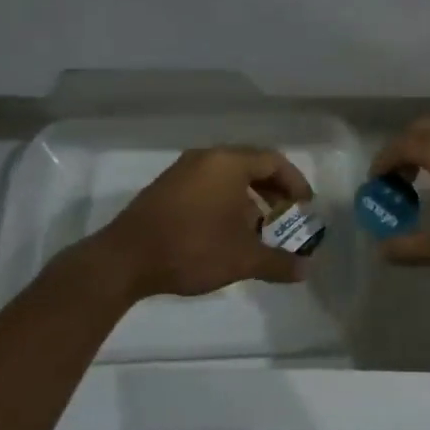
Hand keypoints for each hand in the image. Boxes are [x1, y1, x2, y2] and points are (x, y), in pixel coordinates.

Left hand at [91, 147, 313, 300]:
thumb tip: (305, 271)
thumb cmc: (192, 248)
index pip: (273, 161)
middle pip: (251, 165)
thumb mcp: (242, 258)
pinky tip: (225, 231)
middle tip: (286, 216)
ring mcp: (182, 171)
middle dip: (273, 190)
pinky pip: (207, 184)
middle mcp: (206, 158)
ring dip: (249, 197)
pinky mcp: (165, 187)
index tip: (305, 206)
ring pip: (227, 176)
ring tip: (258, 227)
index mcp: (229, 163)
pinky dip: (225, 200)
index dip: (295, 183)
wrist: (124, 259)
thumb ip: (278, 262)